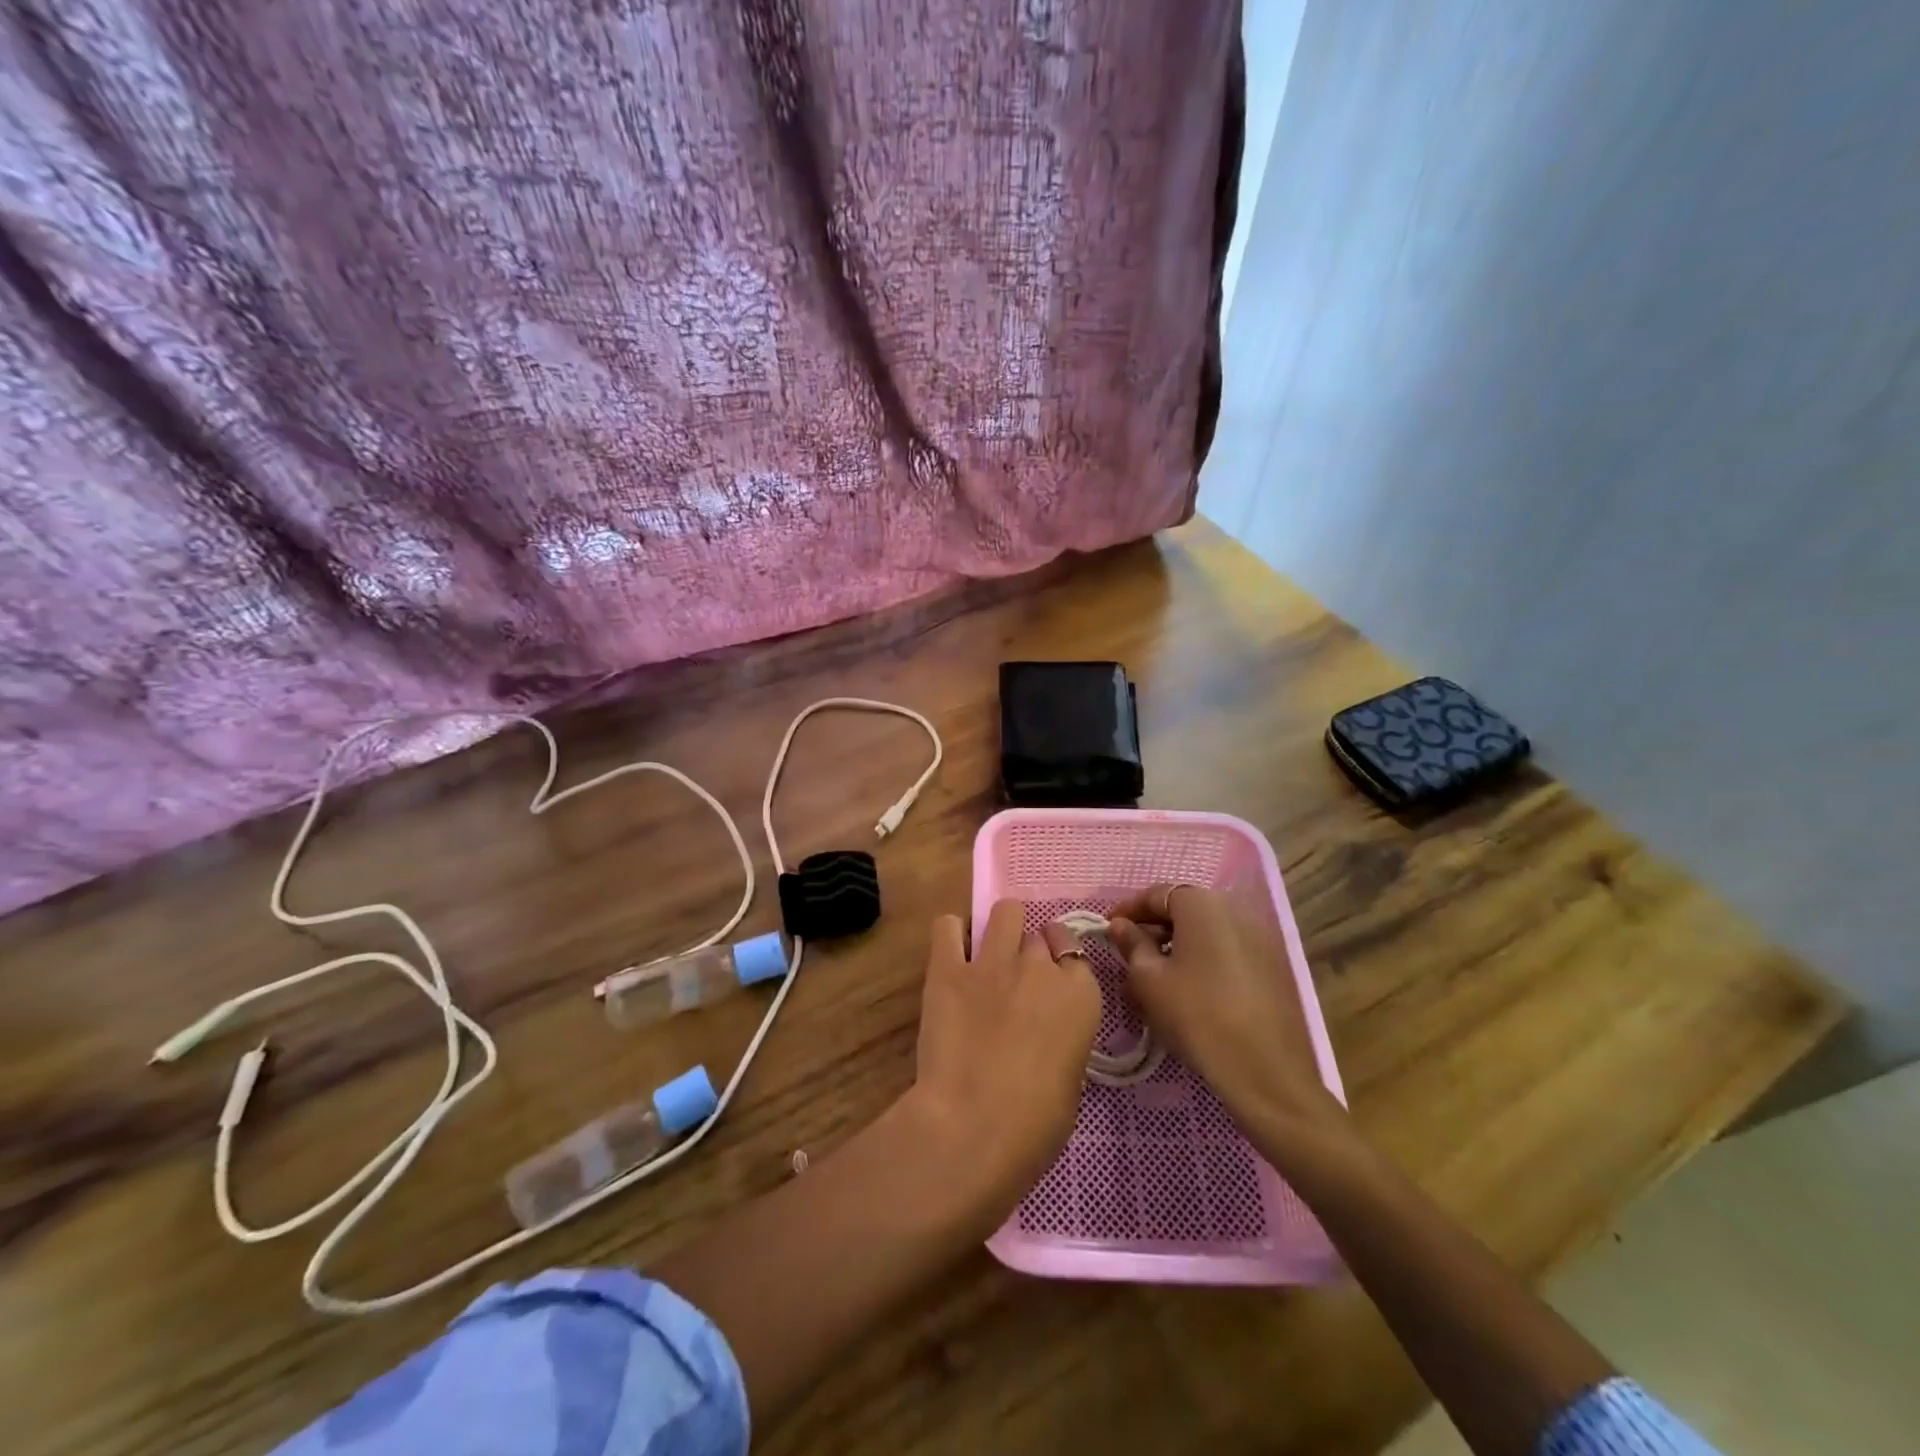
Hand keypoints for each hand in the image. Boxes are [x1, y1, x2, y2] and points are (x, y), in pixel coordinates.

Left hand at [910, 901, 1100, 1217]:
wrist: (973, 1127)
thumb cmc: (1036, 1125)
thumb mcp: (1071, 1079)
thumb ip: (1063, 1038)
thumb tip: (1046, 1034)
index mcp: (1080, 994)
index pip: (1075, 954)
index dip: (1060, 966)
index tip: (1050, 985)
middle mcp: (1040, 966)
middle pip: (1038, 936)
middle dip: (1029, 953)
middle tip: (1016, 981)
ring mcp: (993, 961)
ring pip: (1004, 912)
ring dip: (1000, 929)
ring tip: (989, 954)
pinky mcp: (948, 968)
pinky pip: (947, 926)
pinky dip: (951, 935)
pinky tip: (952, 955)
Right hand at [1109, 884, 1346, 1146]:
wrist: (1264, 1069)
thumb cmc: (1195, 1014)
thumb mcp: (1148, 979)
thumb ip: (1131, 944)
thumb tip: (1120, 925)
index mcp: (1201, 904)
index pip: (1156, 893)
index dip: (1127, 910)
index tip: (1107, 929)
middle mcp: (1233, 910)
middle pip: (1183, 909)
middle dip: (1152, 928)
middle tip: (1128, 954)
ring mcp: (1257, 938)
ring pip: (1204, 932)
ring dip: (1176, 945)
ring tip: (1153, 975)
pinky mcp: (1270, 966)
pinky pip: (1224, 950)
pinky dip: (1201, 959)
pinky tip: (1186, 989)